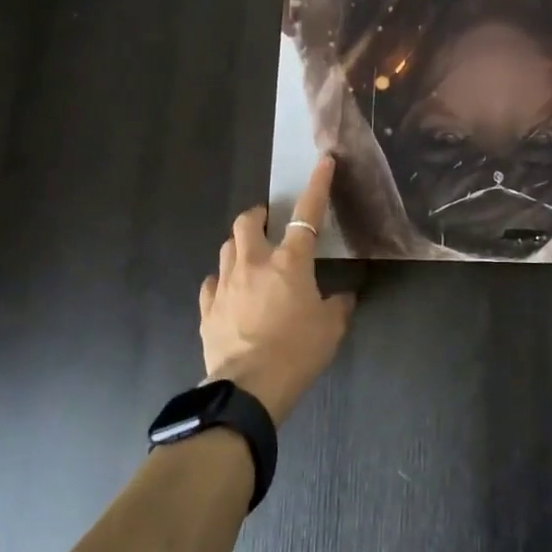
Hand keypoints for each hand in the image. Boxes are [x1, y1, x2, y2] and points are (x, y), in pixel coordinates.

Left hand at [200, 155, 355, 423]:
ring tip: (252, 258)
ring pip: (227, 248)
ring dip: (240, 246)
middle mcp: (254, 263)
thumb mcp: (331, 329)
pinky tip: (231, 291)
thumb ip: (339, 306)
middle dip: (258, 216)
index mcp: (289, 262)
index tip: (323, 162)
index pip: (307, 214)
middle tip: (270, 225)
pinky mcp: (208, 309)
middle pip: (248, 221)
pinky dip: (223, 280)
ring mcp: (225, 284)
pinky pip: (212, 282)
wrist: (249, 389)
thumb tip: (344, 297)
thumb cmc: (297, 353)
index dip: (317, 186)